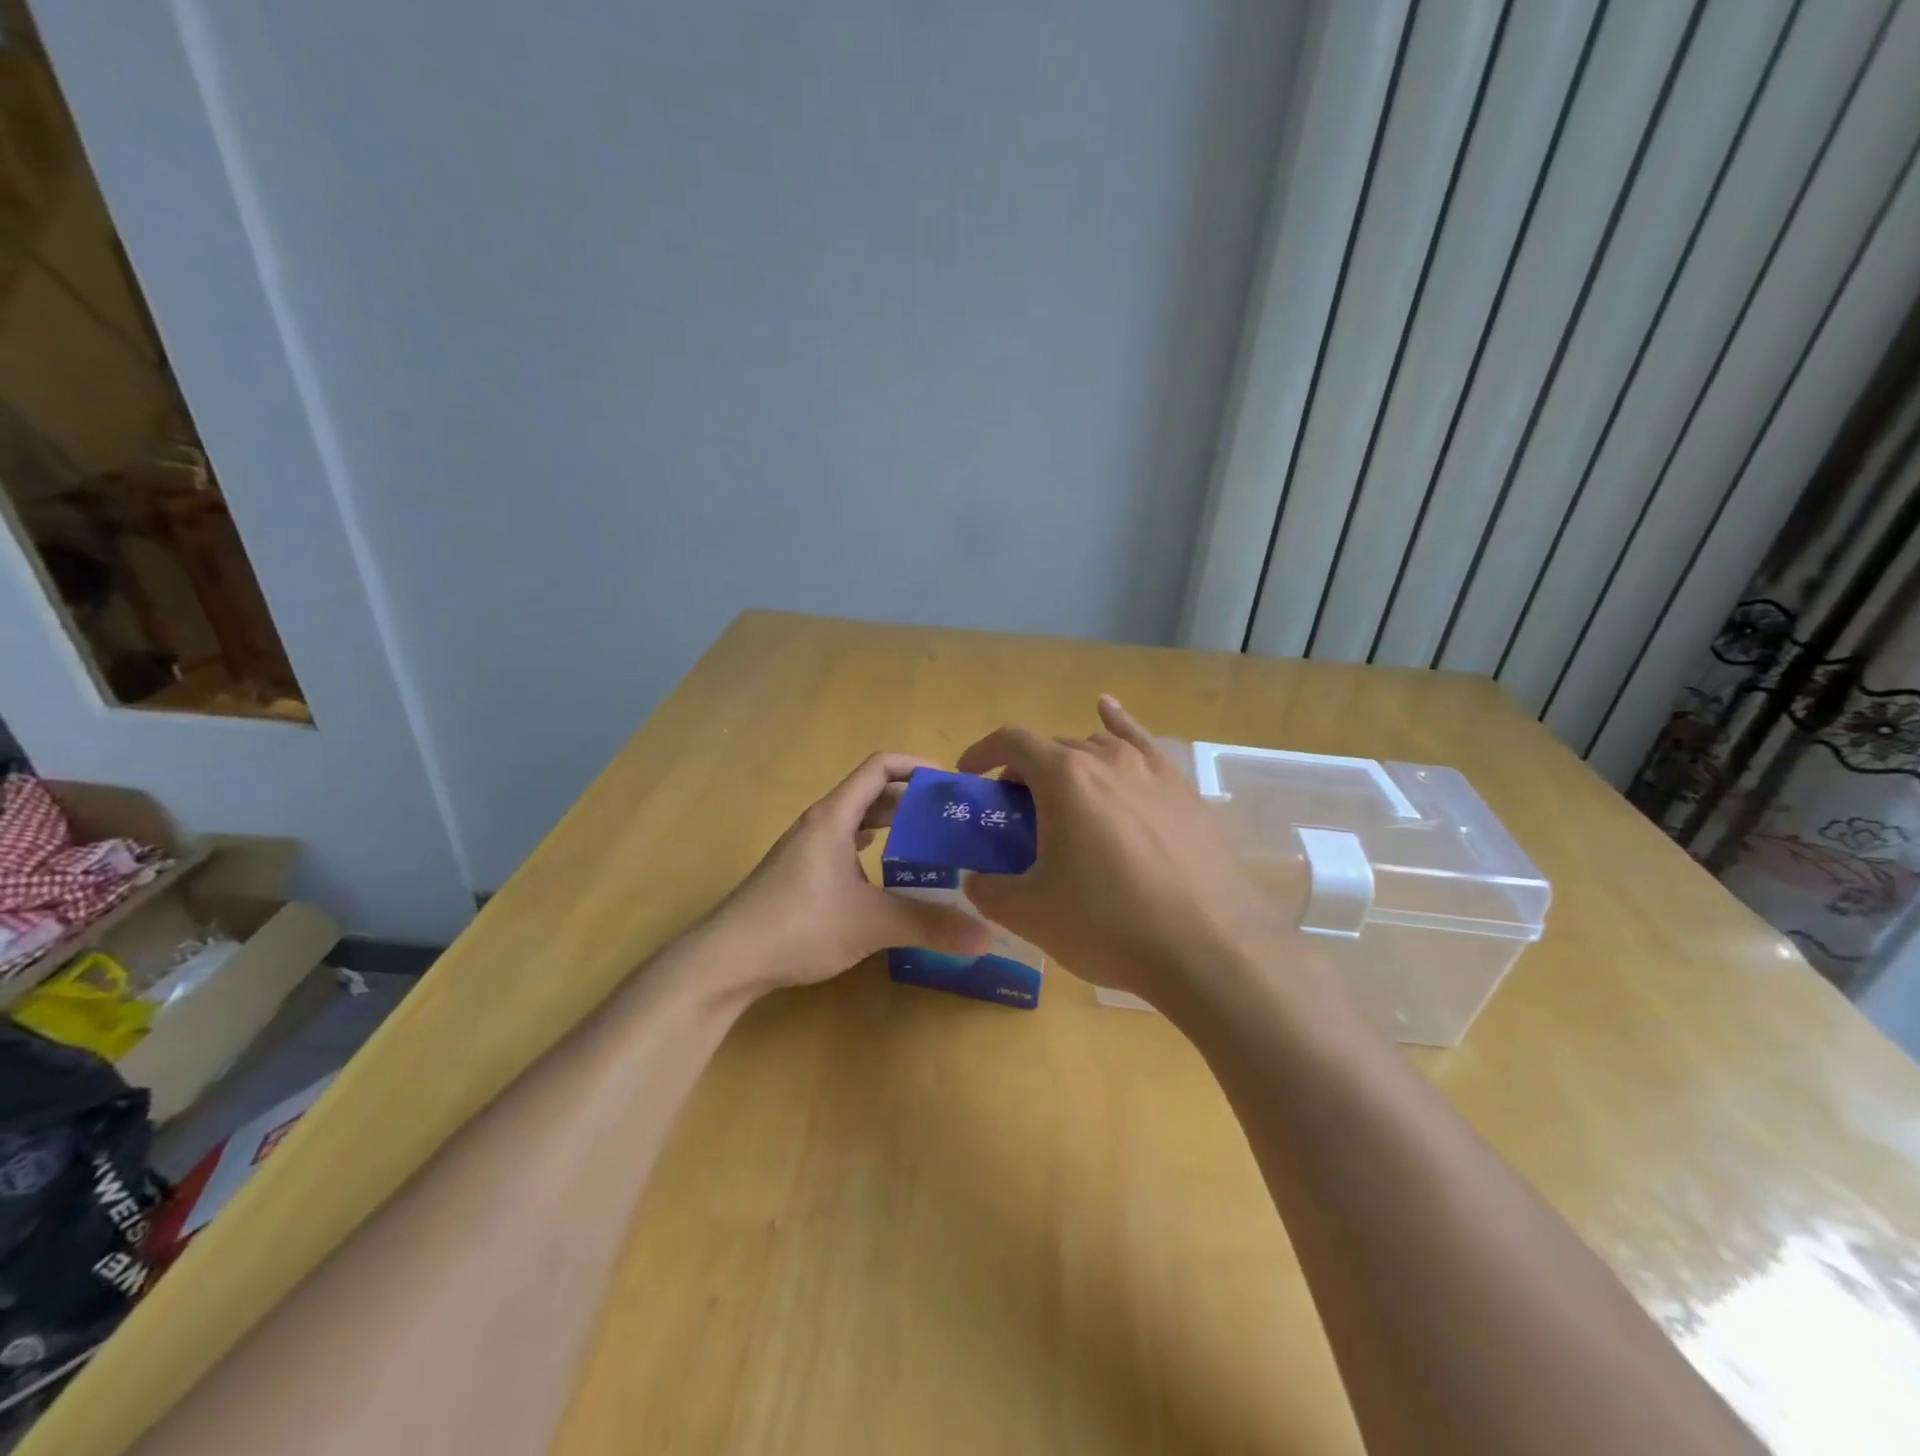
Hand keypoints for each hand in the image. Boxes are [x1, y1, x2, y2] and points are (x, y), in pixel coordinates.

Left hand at [706, 753, 991, 996]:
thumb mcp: (871, 923)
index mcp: (835, 817)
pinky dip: (873, 849)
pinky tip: (891, 873)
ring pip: (858, 822)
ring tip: (932, 842)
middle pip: (872, 793)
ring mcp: (807, 850)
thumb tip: (987, 935)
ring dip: (893, 824)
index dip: (917, 765)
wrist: (726, 960)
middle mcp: (820, 824)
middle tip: (953, 817)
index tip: (952, 782)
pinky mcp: (801, 875)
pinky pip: (846, 846)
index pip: (880, 767)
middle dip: (913, 799)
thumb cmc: (798, 925)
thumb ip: (929, 925)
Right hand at [957, 697, 1301, 1007]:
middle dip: (1025, 772)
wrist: (1210, 947)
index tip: (968, 776)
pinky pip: (1142, 744)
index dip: (982, 753)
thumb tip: (977, 879)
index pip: (1011, 741)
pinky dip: (1119, 725)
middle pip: (1053, 747)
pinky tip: (1109, 711)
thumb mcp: (1030, 914)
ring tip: (1064, 798)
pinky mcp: (1184, 790)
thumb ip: (989, 890)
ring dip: (1069, 764)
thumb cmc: (1109, 924)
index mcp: (1064, 777)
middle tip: (1018, 816)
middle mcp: (1107, 759)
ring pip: (1097, 747)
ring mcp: (1152, 770)